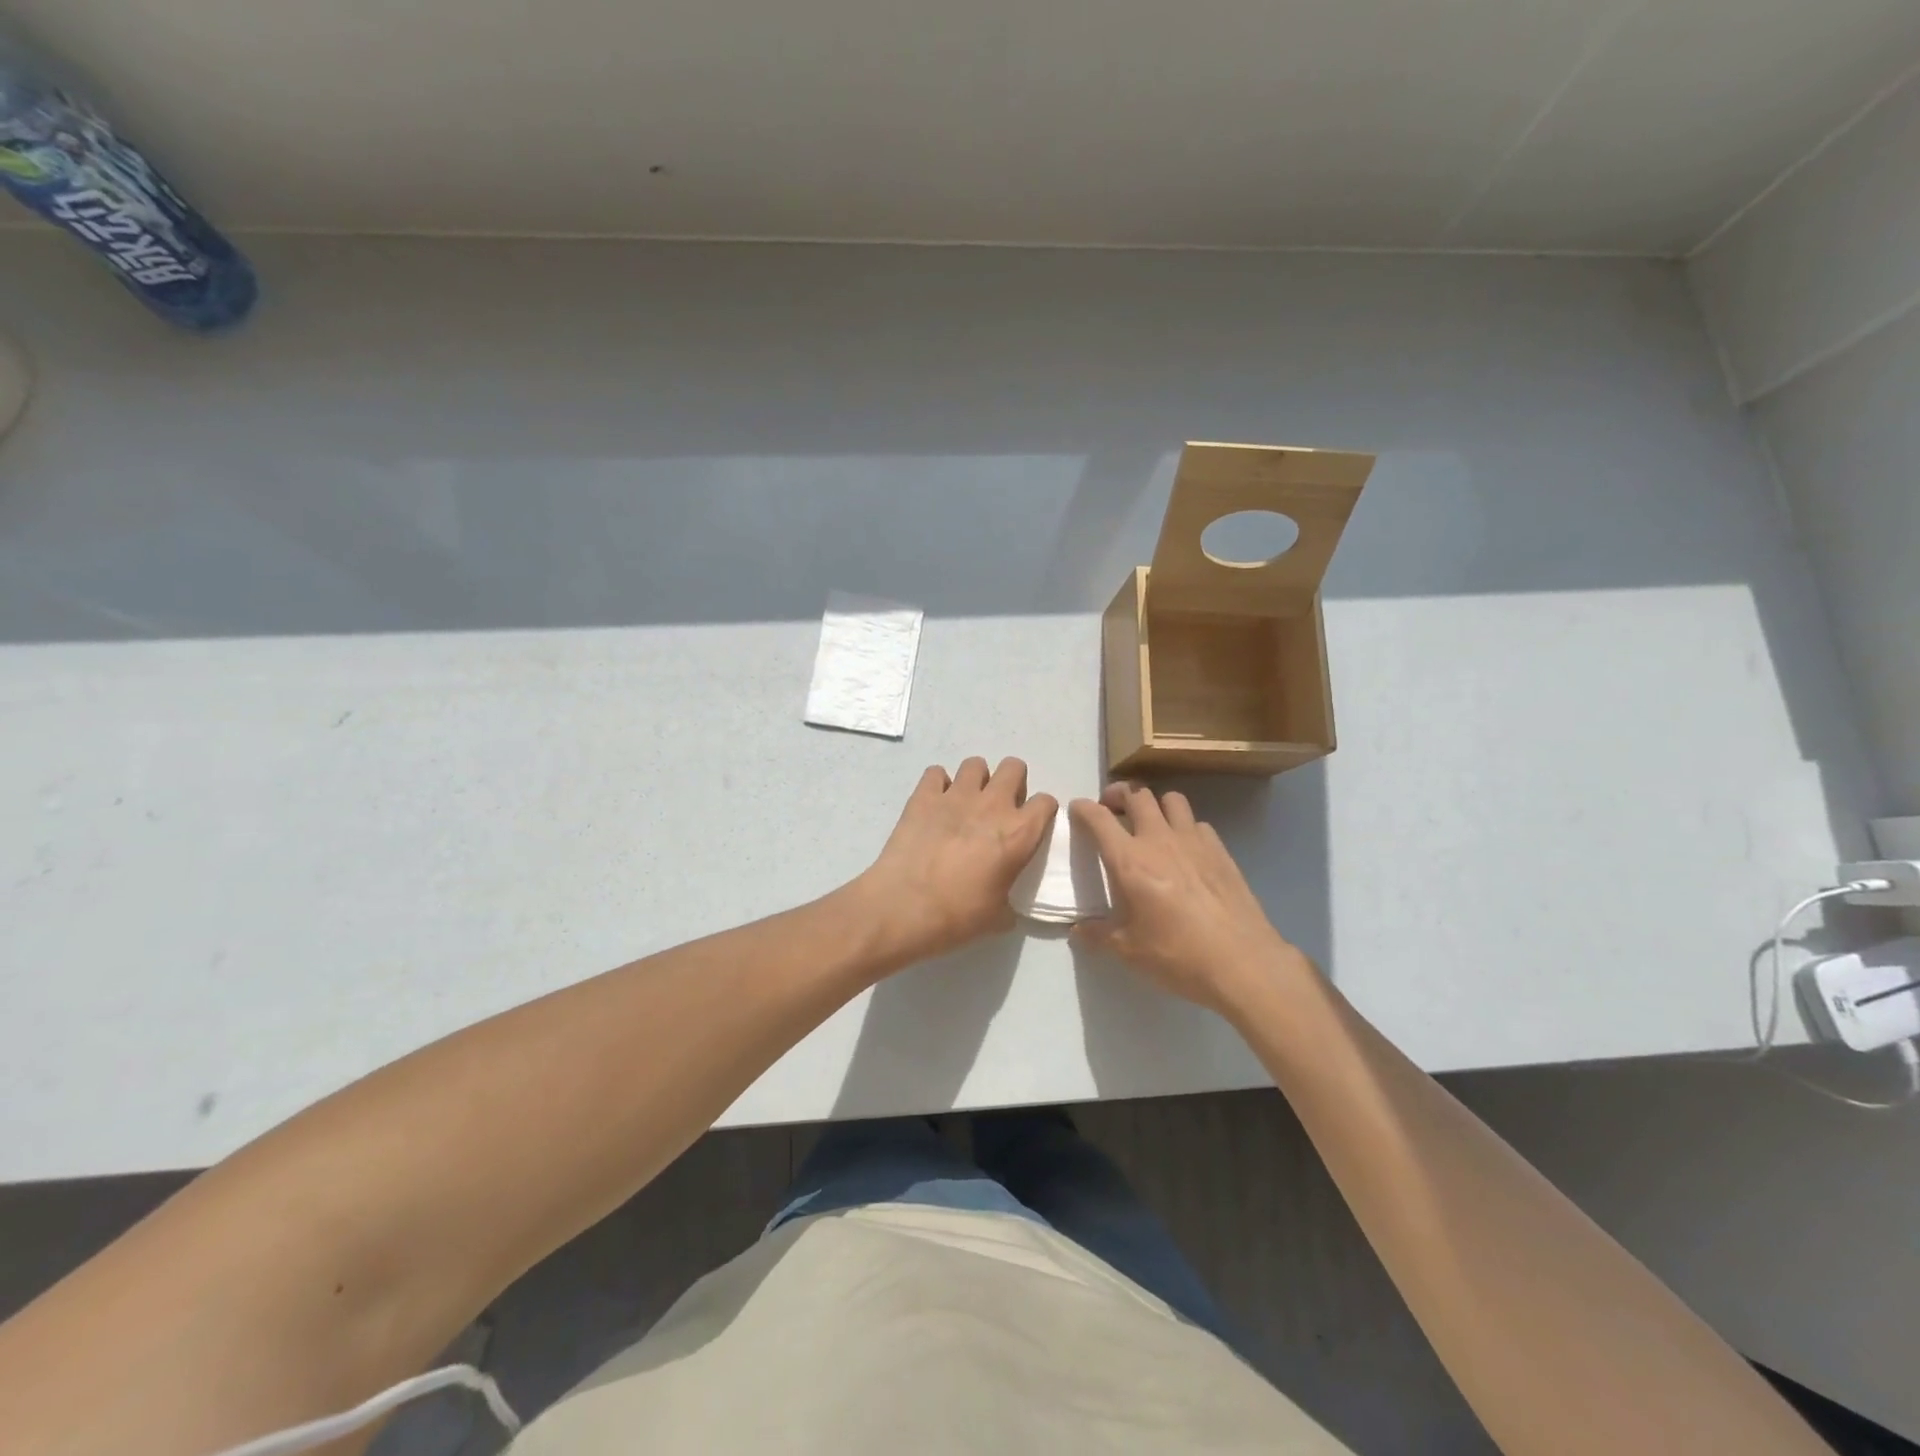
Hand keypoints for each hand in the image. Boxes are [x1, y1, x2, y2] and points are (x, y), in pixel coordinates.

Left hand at [859, 757, 1057, 965]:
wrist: (904, 907)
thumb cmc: (957, 916)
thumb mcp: (997, 916)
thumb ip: (1009, 901)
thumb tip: (1005, 907)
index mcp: (1019, 833)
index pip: (1046, 802)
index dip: (1040, 812)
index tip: (1030, 825)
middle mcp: (993, 805)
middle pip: (1014, 767)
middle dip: (1010, 782)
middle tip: (998, 808)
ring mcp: (957, 795)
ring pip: (976, 764)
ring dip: (975, 780)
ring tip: (965, 803)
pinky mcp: (924, 795)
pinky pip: (936, 772)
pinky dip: (937, 785)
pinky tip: (933, 805)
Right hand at [1070, 784, 1312, 1017]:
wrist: (1241, 962)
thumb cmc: (1177, 955)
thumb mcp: (1128, 950)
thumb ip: (1098, 934)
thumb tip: (1078, 931)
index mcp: (1130, 861)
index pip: (1099, 818)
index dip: (1084, 808)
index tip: (1077, 808)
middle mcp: (1159, 840)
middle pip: (1137, 795)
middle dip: (1119, 795)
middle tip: (1112, 808)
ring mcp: (1194, 841)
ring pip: (1171, 799)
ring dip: (1155, 803)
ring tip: (1150, 821)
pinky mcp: (1220, 850)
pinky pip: (1198, 823)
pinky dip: (1185, 826)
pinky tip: (1185, 848)